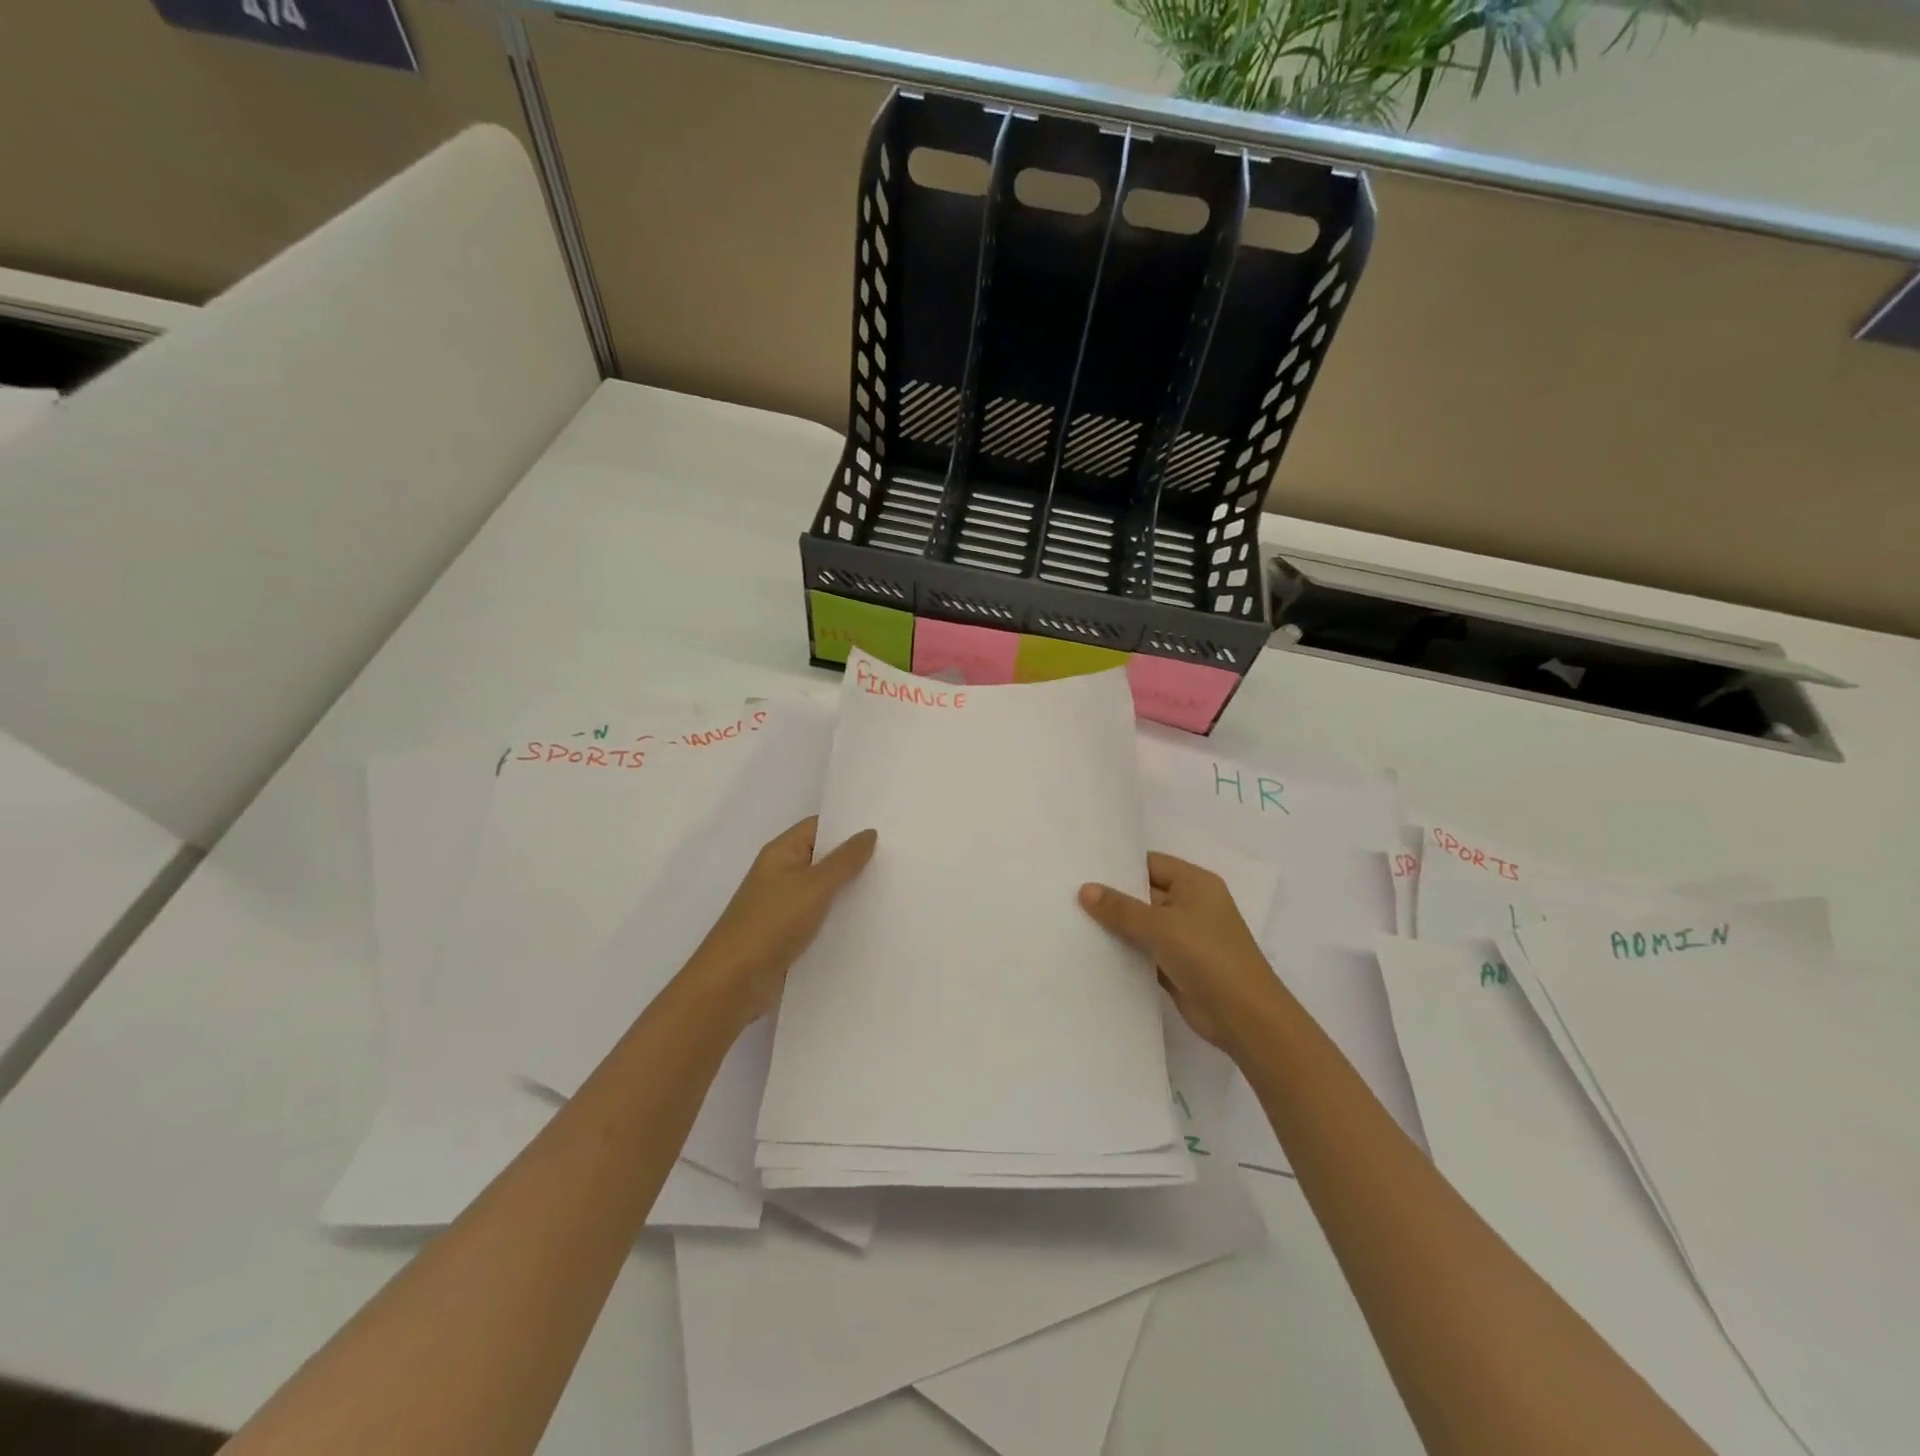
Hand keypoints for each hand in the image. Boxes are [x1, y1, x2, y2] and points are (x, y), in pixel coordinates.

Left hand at [684, 817, 876, 1028]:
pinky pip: (821, 918)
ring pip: (824, 890)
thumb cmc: (771, 923)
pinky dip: (841, 917)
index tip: (885, 827)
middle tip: (897, 857)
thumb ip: (844, 860)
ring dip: (850, 890)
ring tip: (892, 887)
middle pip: (823, 858)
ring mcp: (784, 906)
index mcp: (781, 853)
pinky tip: (870, 921)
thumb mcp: (813, 886)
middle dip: (855, 858)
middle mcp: (781, 874)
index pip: (819, 826)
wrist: (733, 983)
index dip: (848, 825)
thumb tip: (868, 833)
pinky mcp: (789, 935)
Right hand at [1079, 852, 1280, 1053]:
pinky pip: (1144, 951)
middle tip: (1068, 894)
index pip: (1150, 864)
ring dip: (1116, 927)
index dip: (1119, 866)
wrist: (1245, 1018)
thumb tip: (1084, 889)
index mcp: (1195, 884)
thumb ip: (1121, 908)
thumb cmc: (1208, 957)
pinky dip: (1124, 952)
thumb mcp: (1161, 926)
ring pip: (1142, 925)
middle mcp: (1191, 905)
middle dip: (1112, 897)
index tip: (1081, 867)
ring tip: (1071, 920)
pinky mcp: (1177, 966)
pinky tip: (1092, 952)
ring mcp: (1185, 937)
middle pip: (1144, 893)